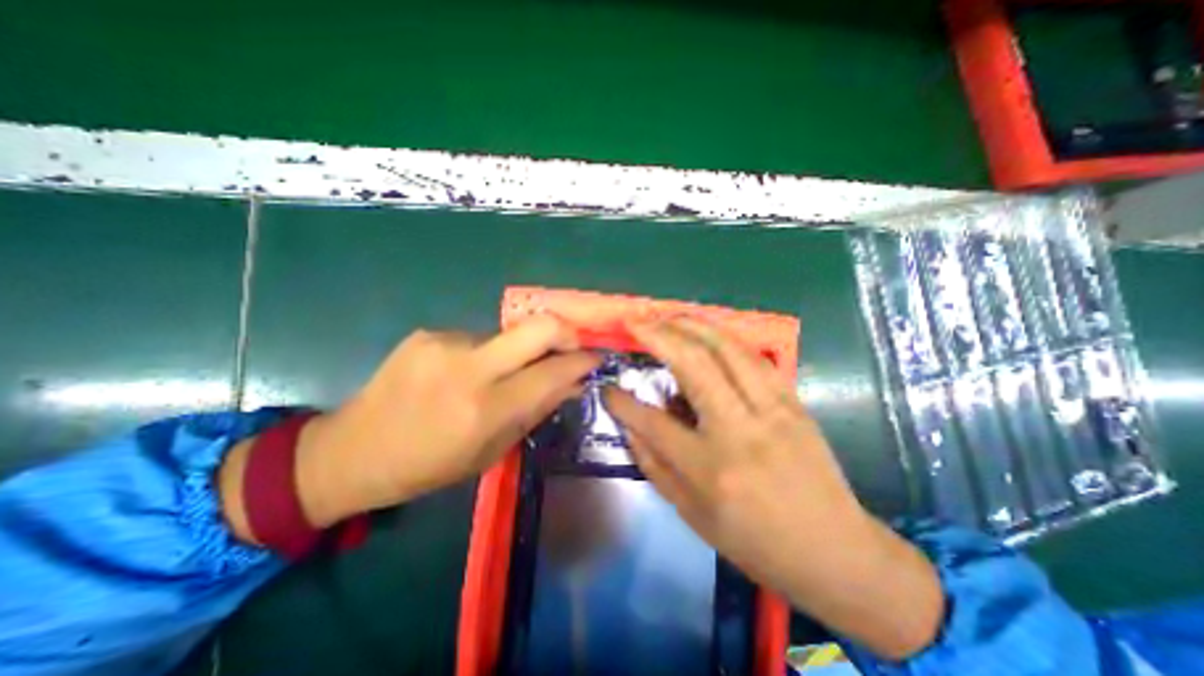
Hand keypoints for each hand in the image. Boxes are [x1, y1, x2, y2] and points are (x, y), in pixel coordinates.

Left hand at [293, 319, 598, 524]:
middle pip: (538, 326)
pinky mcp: (428, 333)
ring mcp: (445, 343)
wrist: (352, 451)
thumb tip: (572, 383)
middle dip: (566, 332)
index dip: (582, 361)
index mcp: (485, 409)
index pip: (552, 372)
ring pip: (507, 335)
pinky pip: (477, 339)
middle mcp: (468, 368)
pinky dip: (485, 354)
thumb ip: (535, 410)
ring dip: (516, 353)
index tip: (596, 358)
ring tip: (497, 377)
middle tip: (572, 346)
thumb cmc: (429, 465)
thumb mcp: (491, 451)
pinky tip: (463, 374)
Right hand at [608, 317, 945, 659]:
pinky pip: (755, 357)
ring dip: (693, 325)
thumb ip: (653, 464)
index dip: (623, 402)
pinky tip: (707, 331)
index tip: (607, 387)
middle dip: (659, 335)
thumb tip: (629, 425)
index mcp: (710, 468)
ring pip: (728, 349)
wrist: (834, 551)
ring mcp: (772, 410)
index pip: (653, 422)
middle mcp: (740, 431)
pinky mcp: (793, 402)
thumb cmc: (754, 541)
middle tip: (636, 322)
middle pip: (694, 364)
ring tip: (668, 316)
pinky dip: (725, 337)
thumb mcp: (691, 514)